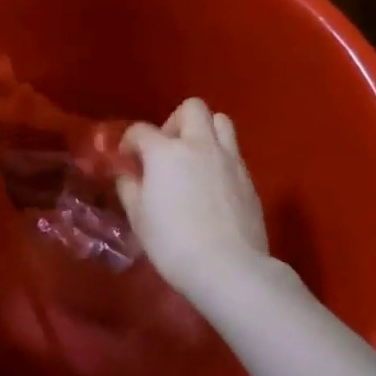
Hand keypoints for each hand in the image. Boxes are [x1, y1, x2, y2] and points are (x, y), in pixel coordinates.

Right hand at [117, 99, 274, 298]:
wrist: (228, 267)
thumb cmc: (173, 243)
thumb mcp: (139, 218)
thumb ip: (129, 189)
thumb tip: (127, 174)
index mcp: (166, 152)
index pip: (141, 130)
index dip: (130, 141)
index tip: (127, 158)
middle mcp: (199, 145)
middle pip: (192, 108)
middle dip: (175, 122)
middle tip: (167, 149)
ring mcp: (229, 159)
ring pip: (221, 121)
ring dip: (204, 131)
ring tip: (194, 158)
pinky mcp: (248, 177)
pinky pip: (233, 152)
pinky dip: (220, 157)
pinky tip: (212, 184)